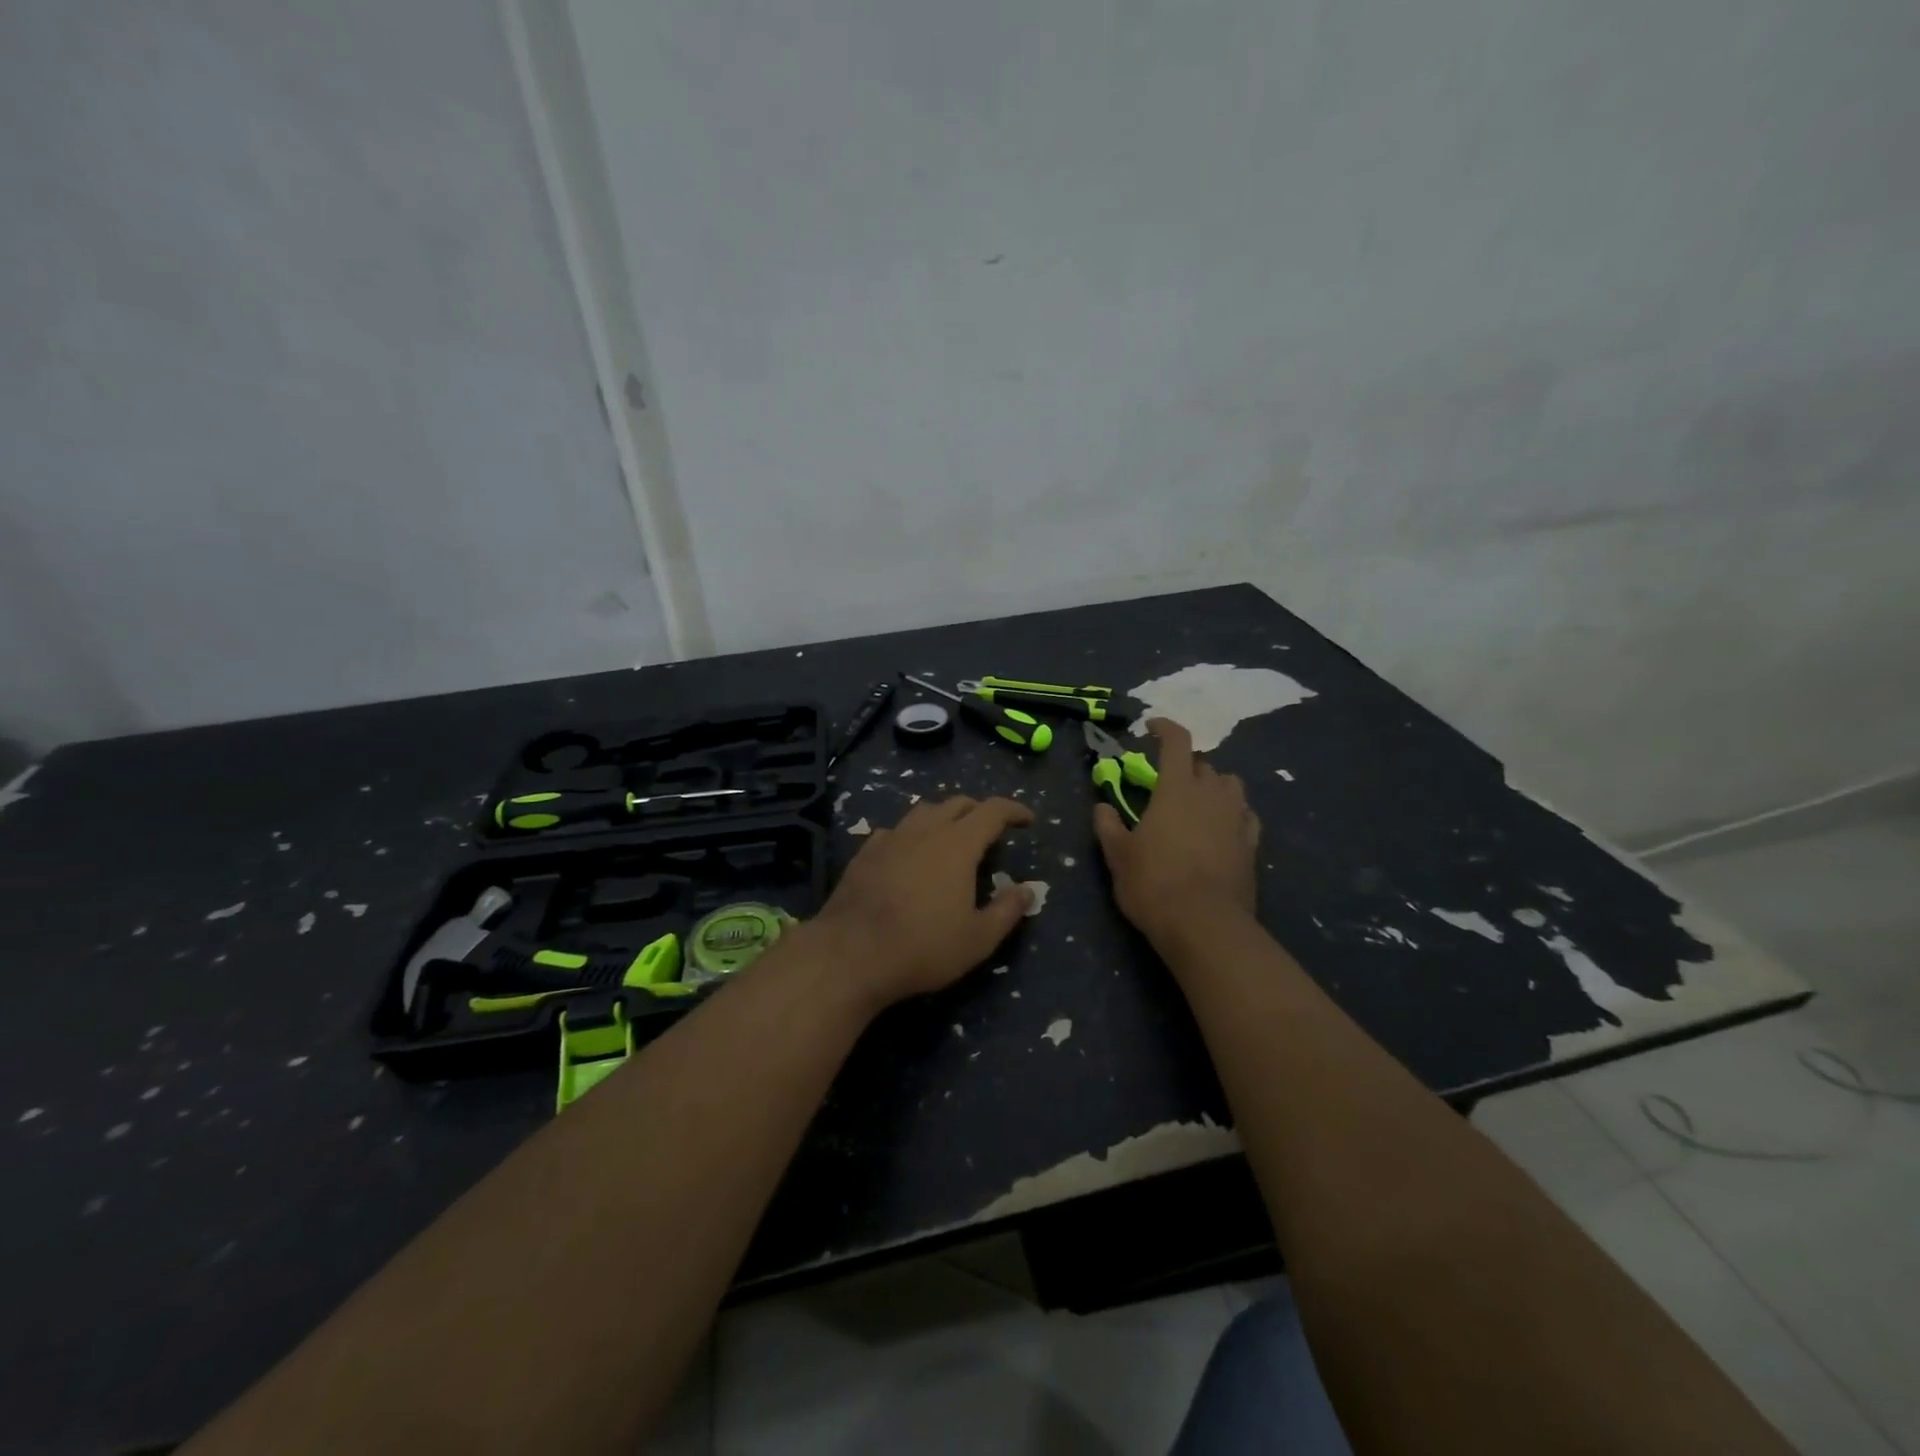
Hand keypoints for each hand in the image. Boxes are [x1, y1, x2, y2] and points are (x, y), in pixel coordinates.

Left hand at [809, 796, 1035, 1009]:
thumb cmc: (923, 947)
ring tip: (951, 838)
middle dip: (979, 811)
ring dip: (944, 817)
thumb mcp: (978, 939)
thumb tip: (1027, 890)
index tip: (1027, 820)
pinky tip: (910, 854)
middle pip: (957, 803)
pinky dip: (912, 834)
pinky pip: (896, 830)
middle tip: (991, 831)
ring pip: (924, 811)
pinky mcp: (865, 852)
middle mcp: (925, 830)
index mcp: (958, 844)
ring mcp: (891, 837)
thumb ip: (1007, 911)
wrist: (850, 954)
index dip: (1014, 810)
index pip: (992, 811)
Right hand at [1094, 718, 1259, 949]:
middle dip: (1185, 766)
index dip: (1164, 728)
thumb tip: (1103, 806)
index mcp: (1177, 789)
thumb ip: (1108, 825)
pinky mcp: (1253, 844)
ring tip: (1198, 803)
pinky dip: (1233, 813)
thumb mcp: (1118, 856)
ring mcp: (1237, 818)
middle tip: (1167, 783)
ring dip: (1213, 786)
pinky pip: (1245, 815)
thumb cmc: (1154, 884)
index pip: (1176, 742)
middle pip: (1203, 764)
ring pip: (1230, 785)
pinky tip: (1222, 828)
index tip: (1151, 728)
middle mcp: (1211, 794)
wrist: (1205, 925)